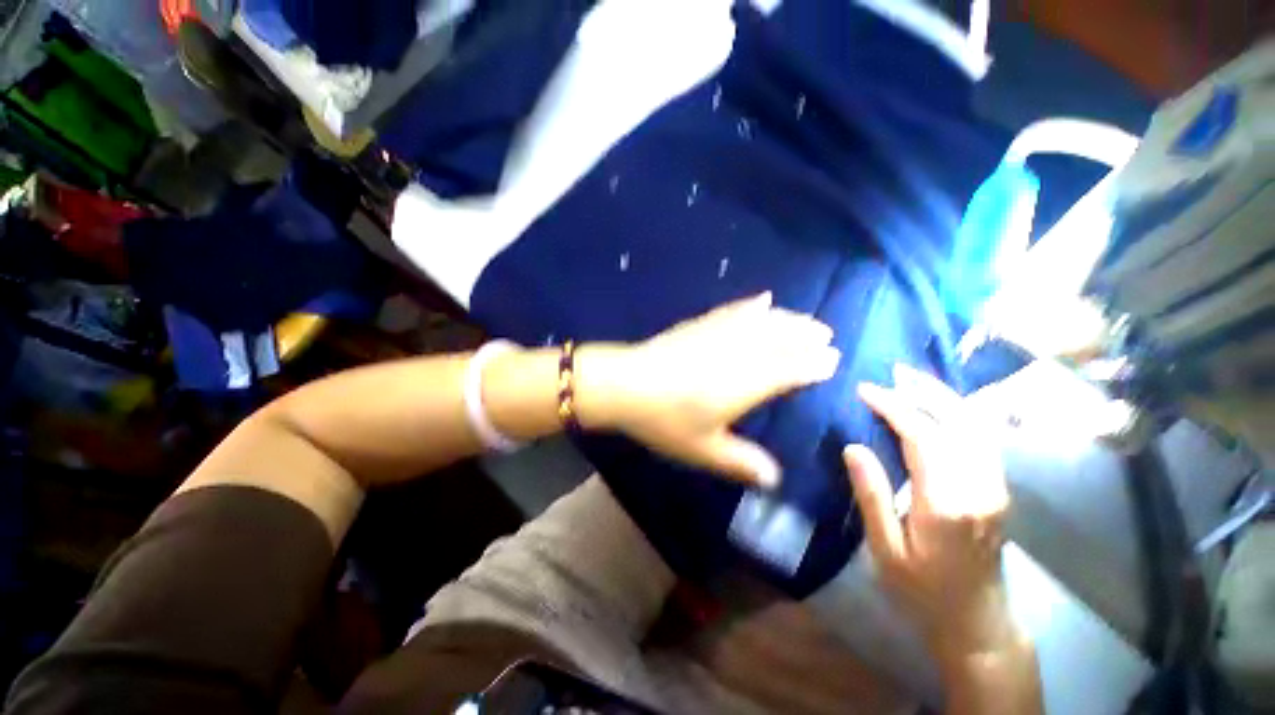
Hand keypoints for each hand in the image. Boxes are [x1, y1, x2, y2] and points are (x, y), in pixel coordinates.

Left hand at [577, 293, 839, 488]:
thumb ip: (741, 463)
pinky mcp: (699, 325)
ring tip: (804, 318)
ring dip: (786, 318)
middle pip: (780, 340)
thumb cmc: (665, 420)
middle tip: (826, 332)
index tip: (832, 359)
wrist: (625, 385)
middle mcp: (738, 354)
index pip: (789, 370)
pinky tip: (762, 299)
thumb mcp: (703, 449)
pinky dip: (750, 305)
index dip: (812, 365)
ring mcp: (717, 335)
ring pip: (761, 322)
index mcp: (745, 384)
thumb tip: (774, 478)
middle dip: (806, 335)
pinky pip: (732, 311)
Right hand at [842, 365, 1017, 661]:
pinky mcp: (999, 489)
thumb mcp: (885, 549)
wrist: (977, 620)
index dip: (893, 407)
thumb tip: (853, 446)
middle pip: (958, 422)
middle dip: (924, 391)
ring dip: (945, 397)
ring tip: (913, 379)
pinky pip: (982, 438)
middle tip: (894, 371)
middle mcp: (979, 488)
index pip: (922, 437)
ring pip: (977, 426)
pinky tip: (939, 406)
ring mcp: (996, 487)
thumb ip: (872, 495)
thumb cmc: (922, 589)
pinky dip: (960, 413)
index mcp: (946, 504)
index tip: (866, 390)